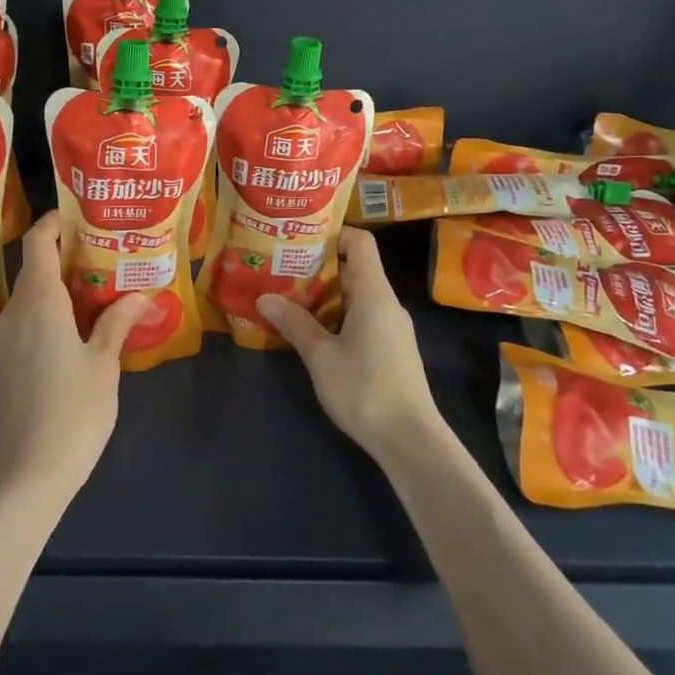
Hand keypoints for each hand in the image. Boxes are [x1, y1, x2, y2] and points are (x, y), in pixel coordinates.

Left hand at [0, 211, 151, 504]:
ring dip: (57, 279)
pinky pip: (27, 315)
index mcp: (40, 302)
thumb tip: (140, 295)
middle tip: (103, 247)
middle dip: (63, 250)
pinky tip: (78, 318)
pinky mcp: (7, 359)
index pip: (38, 243)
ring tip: (96, 279)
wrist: (29, 471)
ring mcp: (7, 336)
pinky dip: (50, 304)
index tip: (81, 214)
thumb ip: (117, 323)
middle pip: (33, 264)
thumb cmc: (73, 410)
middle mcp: (17, 311)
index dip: (54, 222)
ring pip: (30, 291)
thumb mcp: (104, 363)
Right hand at [257, 227, 443, 463]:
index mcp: (374, 293)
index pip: (360, 242)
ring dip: (324, 295)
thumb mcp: (320, 356)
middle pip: (354, 269)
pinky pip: (361, 317)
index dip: (333, 234)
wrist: (410, 440)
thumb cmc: (365, 389)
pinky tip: (311, 331)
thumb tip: (264, 297)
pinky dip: (336, 316)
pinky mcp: (391, 349)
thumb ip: (294, 323)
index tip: (299, 239)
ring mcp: (391, 327)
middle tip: (281, 268)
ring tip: (287, 297)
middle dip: (317, 266)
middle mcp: (386, 303)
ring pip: (356, 296)